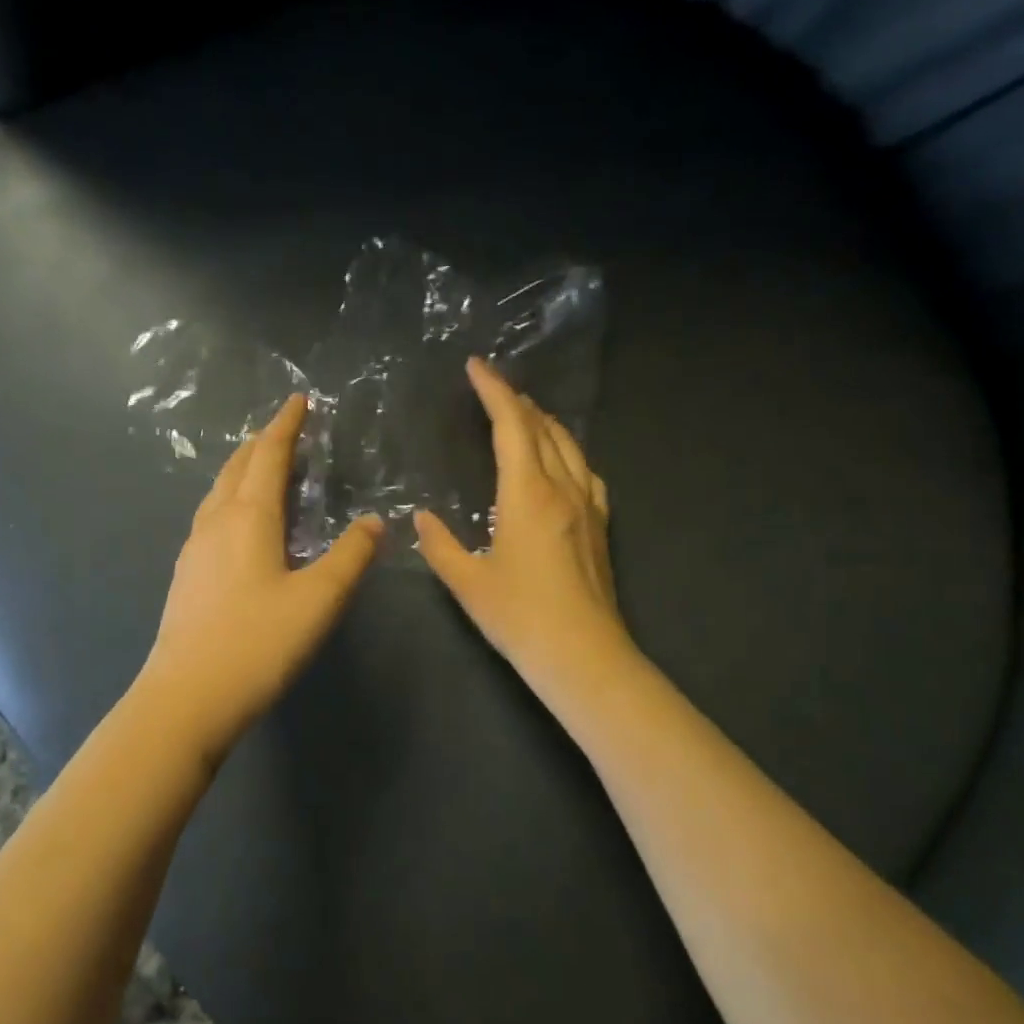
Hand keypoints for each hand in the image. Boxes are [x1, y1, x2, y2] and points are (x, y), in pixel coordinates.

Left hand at [138, 394, 383, 759]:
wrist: (186, 696)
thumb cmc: (257, 643)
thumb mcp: (318, 600)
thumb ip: (349, 557)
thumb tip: (374, 523)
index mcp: (248, 517)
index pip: (268, 456)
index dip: (286, 425)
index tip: (299, 400)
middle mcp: (216, 522)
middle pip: (237, 467)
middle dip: (261, 442)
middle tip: (283, 429)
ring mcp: (194, 549)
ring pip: (218, 492)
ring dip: (242, 469)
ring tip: (261, 467)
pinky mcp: (186, 575)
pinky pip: (211, 517)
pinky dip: (231, 500)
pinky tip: (238, 523)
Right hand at [415, 357, 633, 695]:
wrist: (584, 656)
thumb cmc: (520, 617)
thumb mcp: (467, 582)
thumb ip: (439, 545)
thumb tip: (422, 519)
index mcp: (528, 494)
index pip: (512, 426)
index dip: (494, 391)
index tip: (476, 367)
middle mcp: (563, 489)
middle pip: (544, 429)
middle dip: (518, 402)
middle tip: (494, 388)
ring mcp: (589, 507)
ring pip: (570, 447)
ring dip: (546, 423)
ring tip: (526, 414)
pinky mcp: (601, 527)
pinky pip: (587, 472)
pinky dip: (568, 452)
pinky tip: (563, 462)